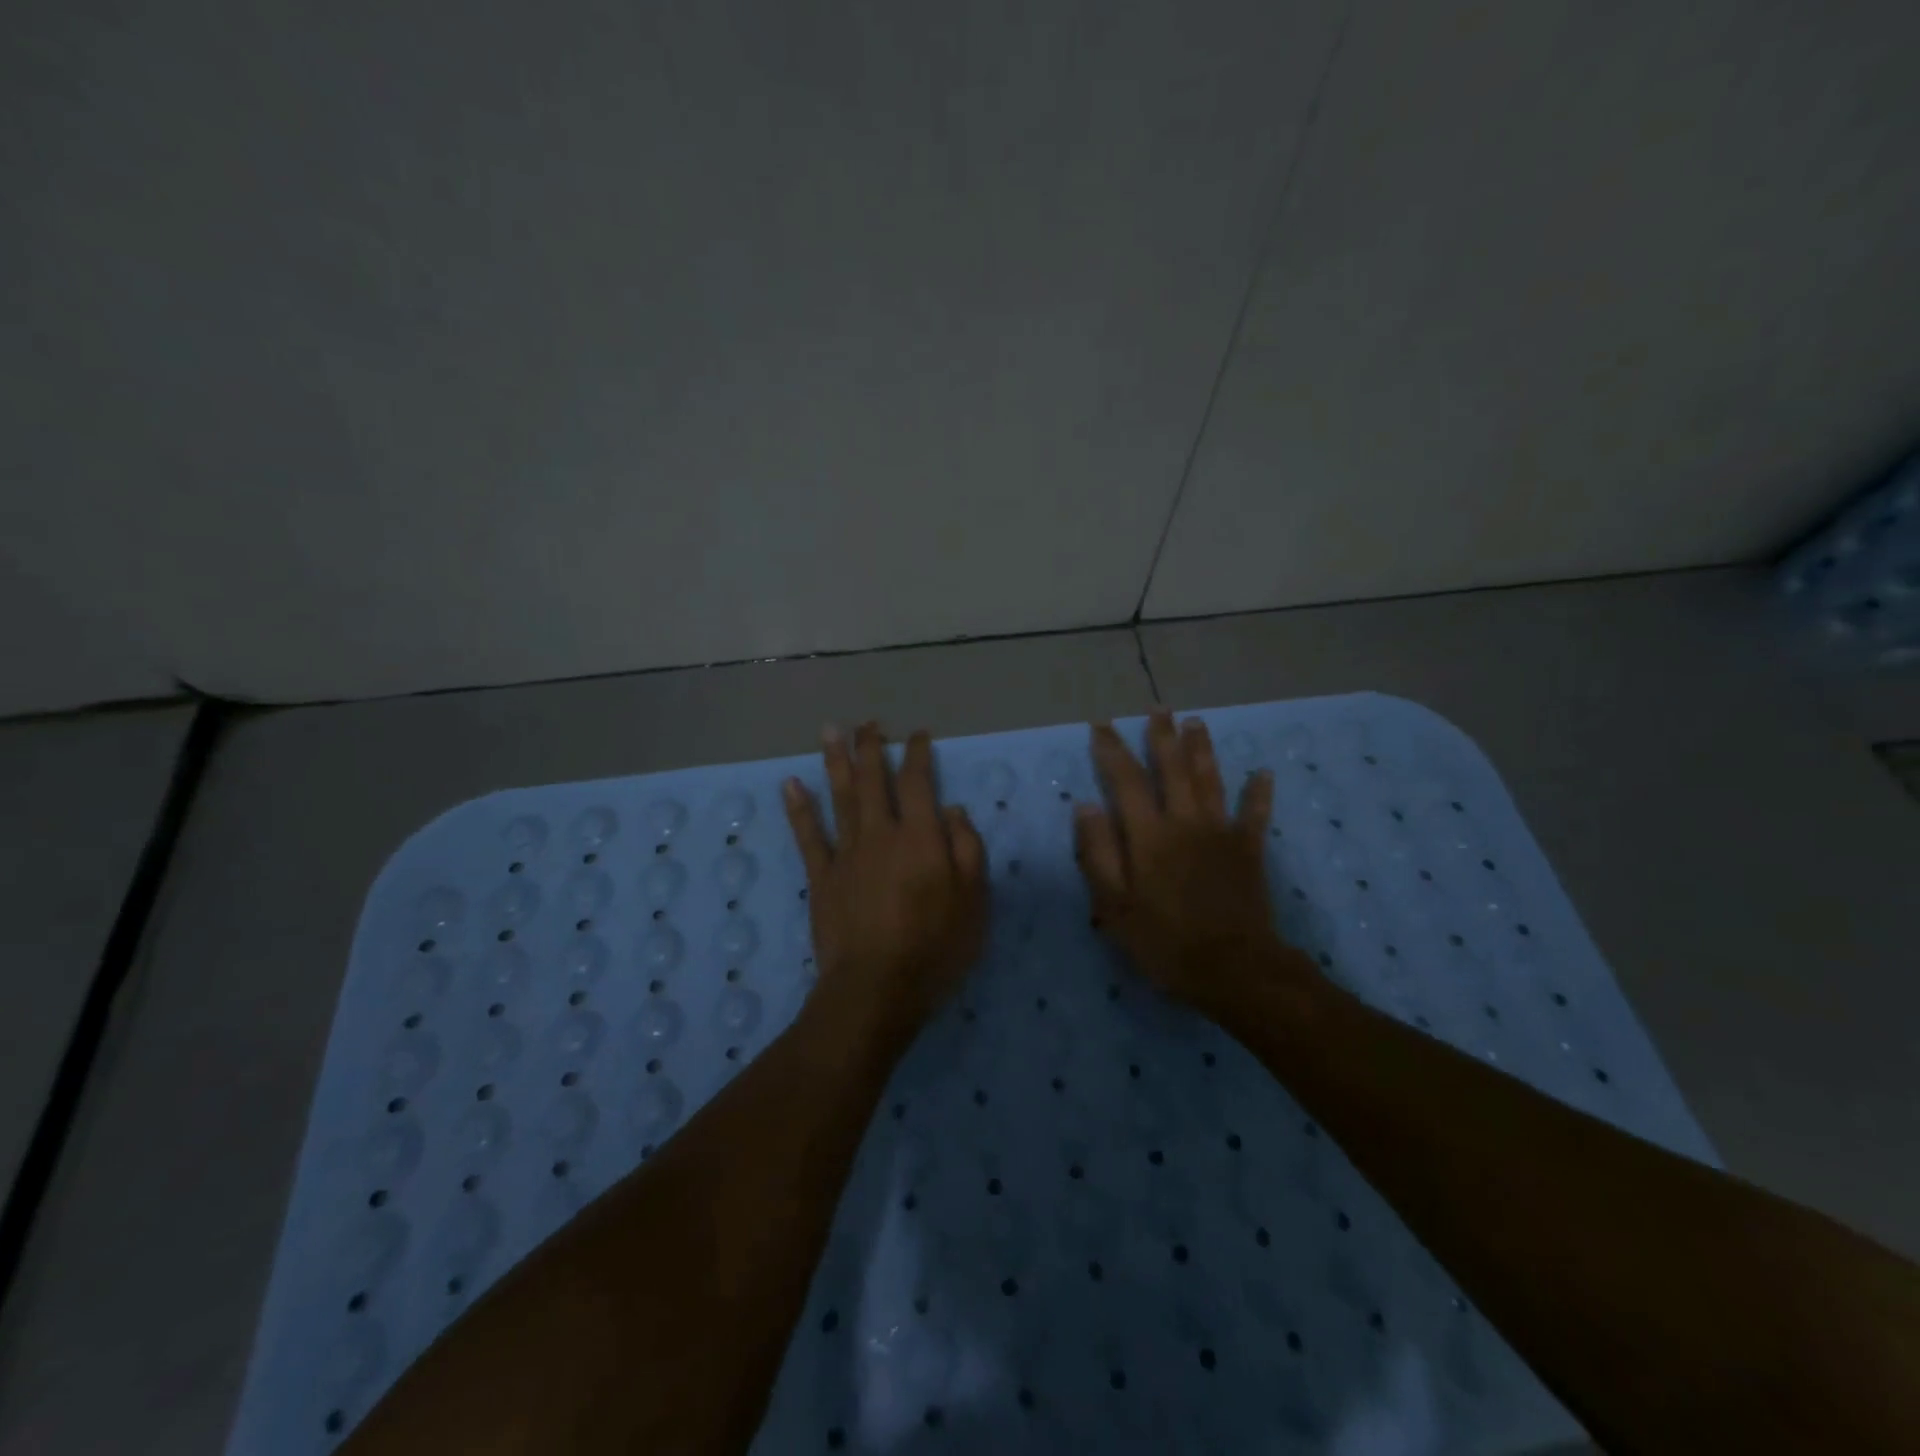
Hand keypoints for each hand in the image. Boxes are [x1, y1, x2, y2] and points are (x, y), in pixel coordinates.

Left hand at [783, 723, 988, 1046]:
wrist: (876, 987)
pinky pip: (808, 835)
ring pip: (840, 796)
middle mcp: (881, 833)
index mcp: (920, 837)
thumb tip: (952, 810)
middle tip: (868, 723)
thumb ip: (967, 850)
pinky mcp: (821, 877)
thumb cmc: (936, 947)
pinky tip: (791, 784)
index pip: (919, 783)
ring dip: (835, 761)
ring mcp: (846, 853)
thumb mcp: (974, 902)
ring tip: (831, 731)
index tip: (918, 736)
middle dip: (872, 748)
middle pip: (873, 780)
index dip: (918, 755)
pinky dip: (799, 808)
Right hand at [1075, 711, 1315, 1015]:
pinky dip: (1259, 793)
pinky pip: (1256, 814)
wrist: (1233, 969)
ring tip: (1196, 722)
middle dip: (1162, 736)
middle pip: (1173, 768)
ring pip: (1210, 780)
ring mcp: (1221, 833)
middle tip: (1158, 708)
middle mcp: (1185, 822)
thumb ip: (1098, 853)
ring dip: (1202, 749)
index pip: (1126, 781)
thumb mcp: (1115, 906)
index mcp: (1149, 835)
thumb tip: (1085, 806)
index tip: (1102, 725)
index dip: (1112, 750)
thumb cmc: (1165, 942)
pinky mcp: (1249, 850)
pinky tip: (1264, 773)